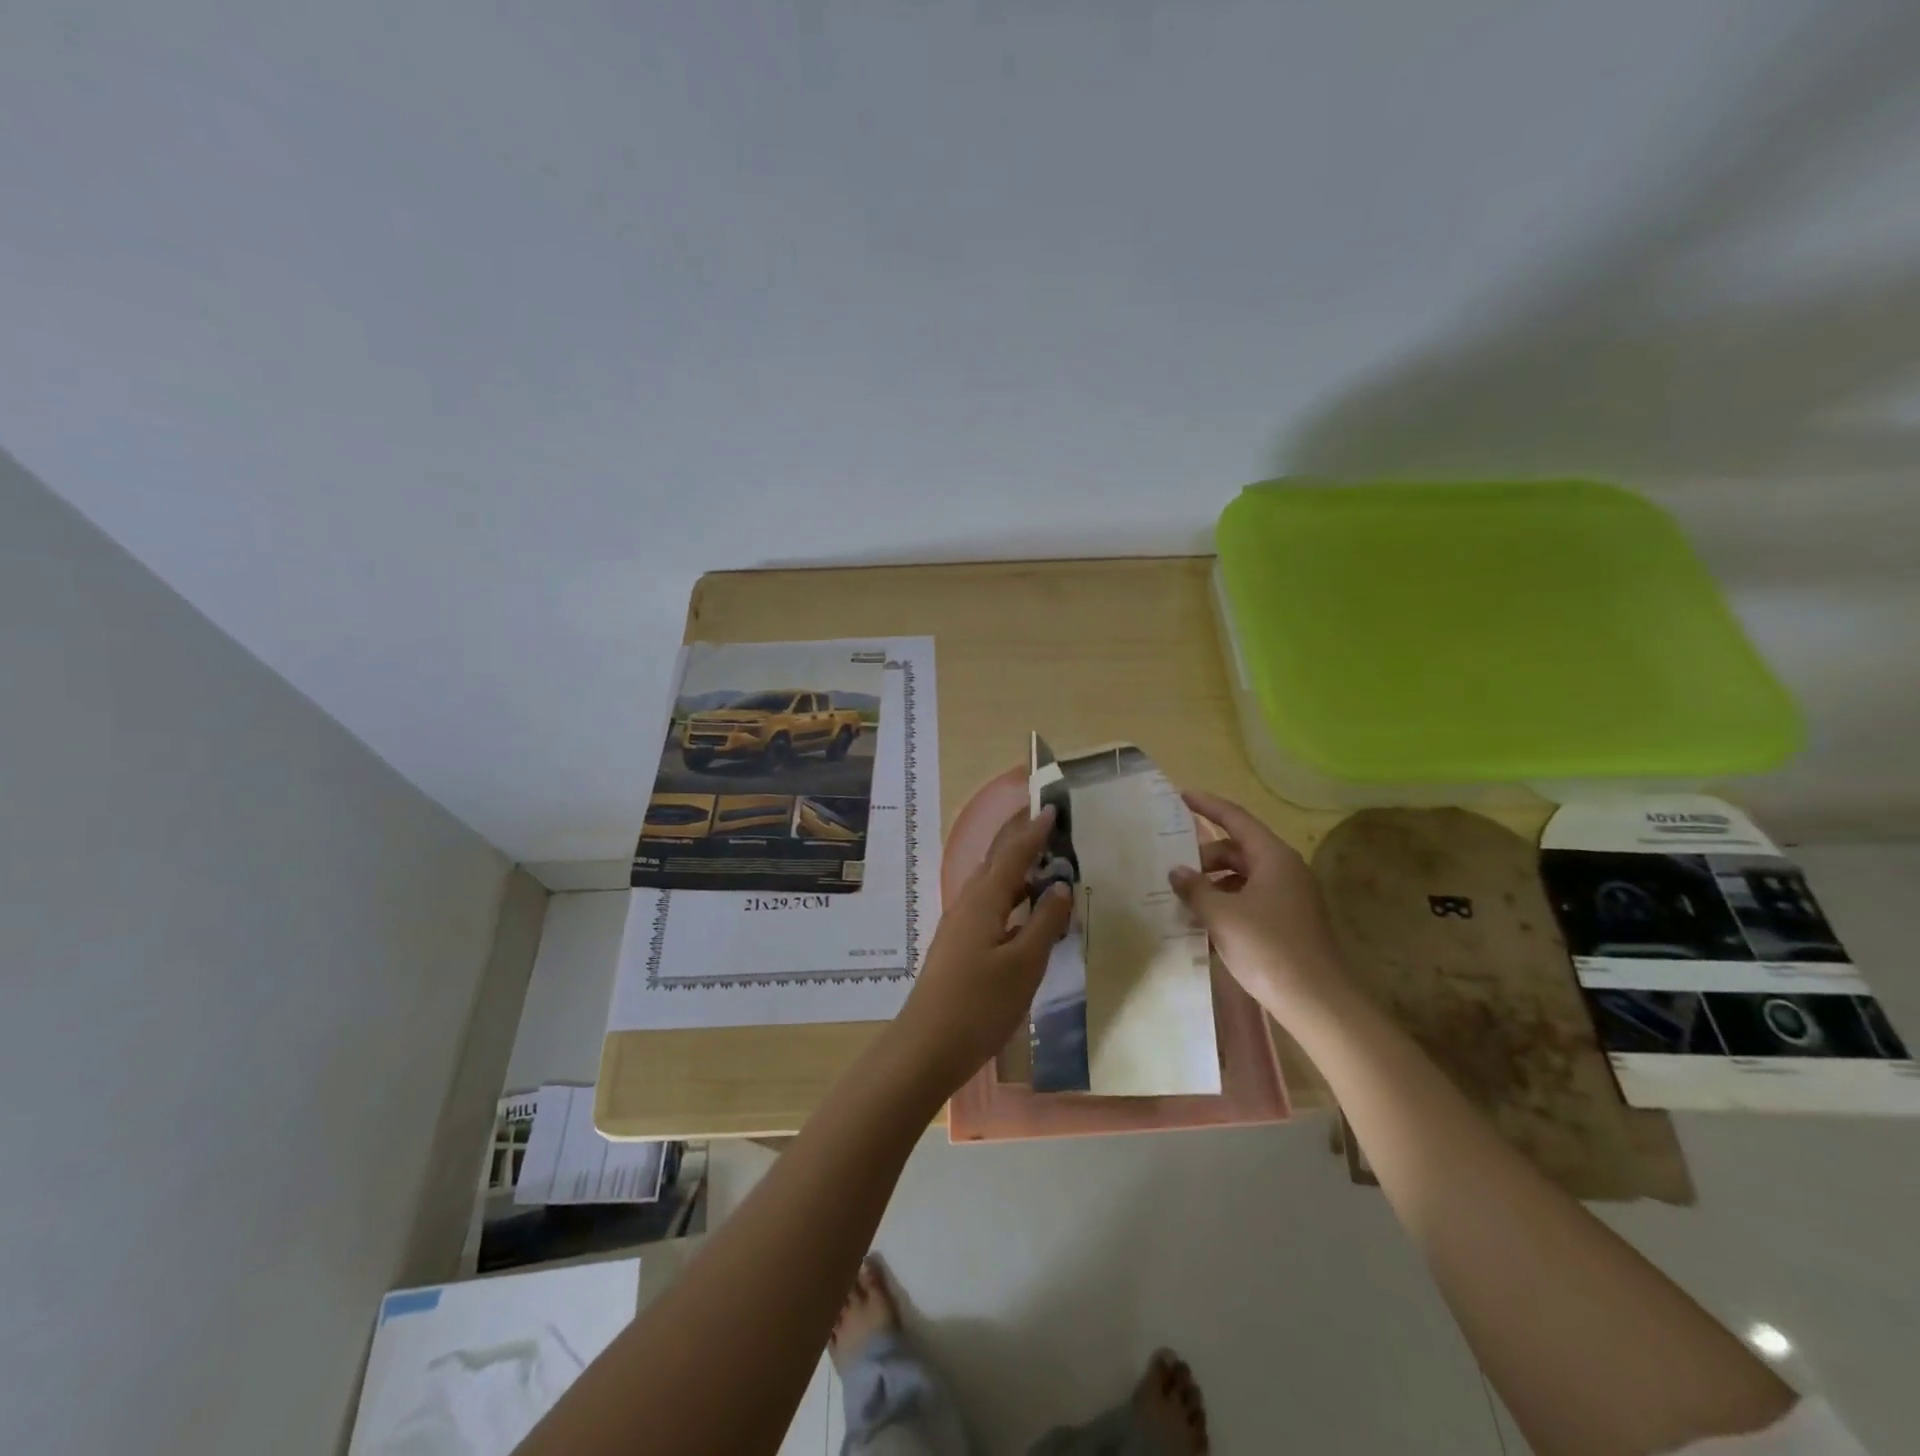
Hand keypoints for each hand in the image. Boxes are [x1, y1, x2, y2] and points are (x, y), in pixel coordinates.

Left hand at [891, 806, 1072, 1093]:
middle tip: (1052, 832)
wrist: (928, 1046)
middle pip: (998, 864)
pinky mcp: (959, 947)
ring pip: (993, 888)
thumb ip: (1045, 921)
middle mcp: (968, 904)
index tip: (1051, 808)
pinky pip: (990, 909)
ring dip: (1019, 875)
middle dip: (1023, 845)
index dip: (1034, 832)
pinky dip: (1012, 902)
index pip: (1013, 854)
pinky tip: (1028, 919)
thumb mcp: (1024, 963)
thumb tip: (1059, 884)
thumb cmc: (980, 1004)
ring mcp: (960, 926)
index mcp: (984, 900)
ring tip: (1049, 872)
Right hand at [1168, 789, 1345, 1017]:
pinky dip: (1227, 904)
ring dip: (1213, 884)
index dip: (1208, 806)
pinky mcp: (1288, 923)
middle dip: (1204, 856)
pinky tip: (1205, 926)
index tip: (1182, 795)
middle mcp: (1284, 870)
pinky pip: (1251, 900)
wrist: (1317, 1002)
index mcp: (1273, 857)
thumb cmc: (1268, 948)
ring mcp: (1289, 897)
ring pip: (1243, 877)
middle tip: (1173, 868)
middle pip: (1238, 849)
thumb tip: (1177, 872)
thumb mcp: (1221, 915)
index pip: (1236, 819)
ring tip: (1184, 901)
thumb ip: (1195, 888)